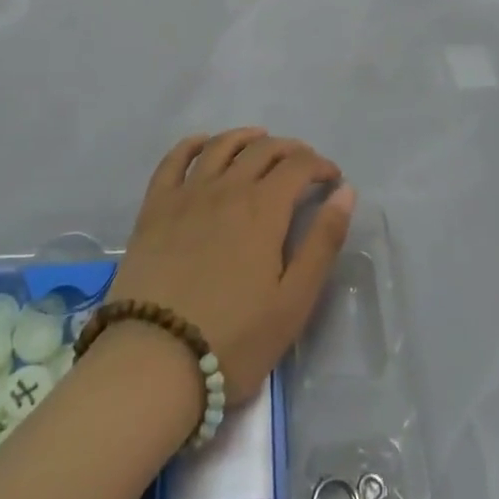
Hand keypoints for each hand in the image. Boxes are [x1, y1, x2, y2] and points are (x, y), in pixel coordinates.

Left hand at [107, 129, 355, 405]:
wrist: (154, 360)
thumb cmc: (234, 339)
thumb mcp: (294, 301)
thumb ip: (323, 242)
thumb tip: (345, 192)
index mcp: (264, 208)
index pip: (299, 166)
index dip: (320, 166)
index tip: (332, 180)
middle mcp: (226, 188)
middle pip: (263, 150)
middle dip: (290, 150)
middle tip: (303, 164)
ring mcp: (187, 194)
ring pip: (221, 146)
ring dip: (246, 137)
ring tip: (260, 140)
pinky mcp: (154, 208)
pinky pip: (174, 160)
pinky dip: (193, 144)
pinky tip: (203, 143)